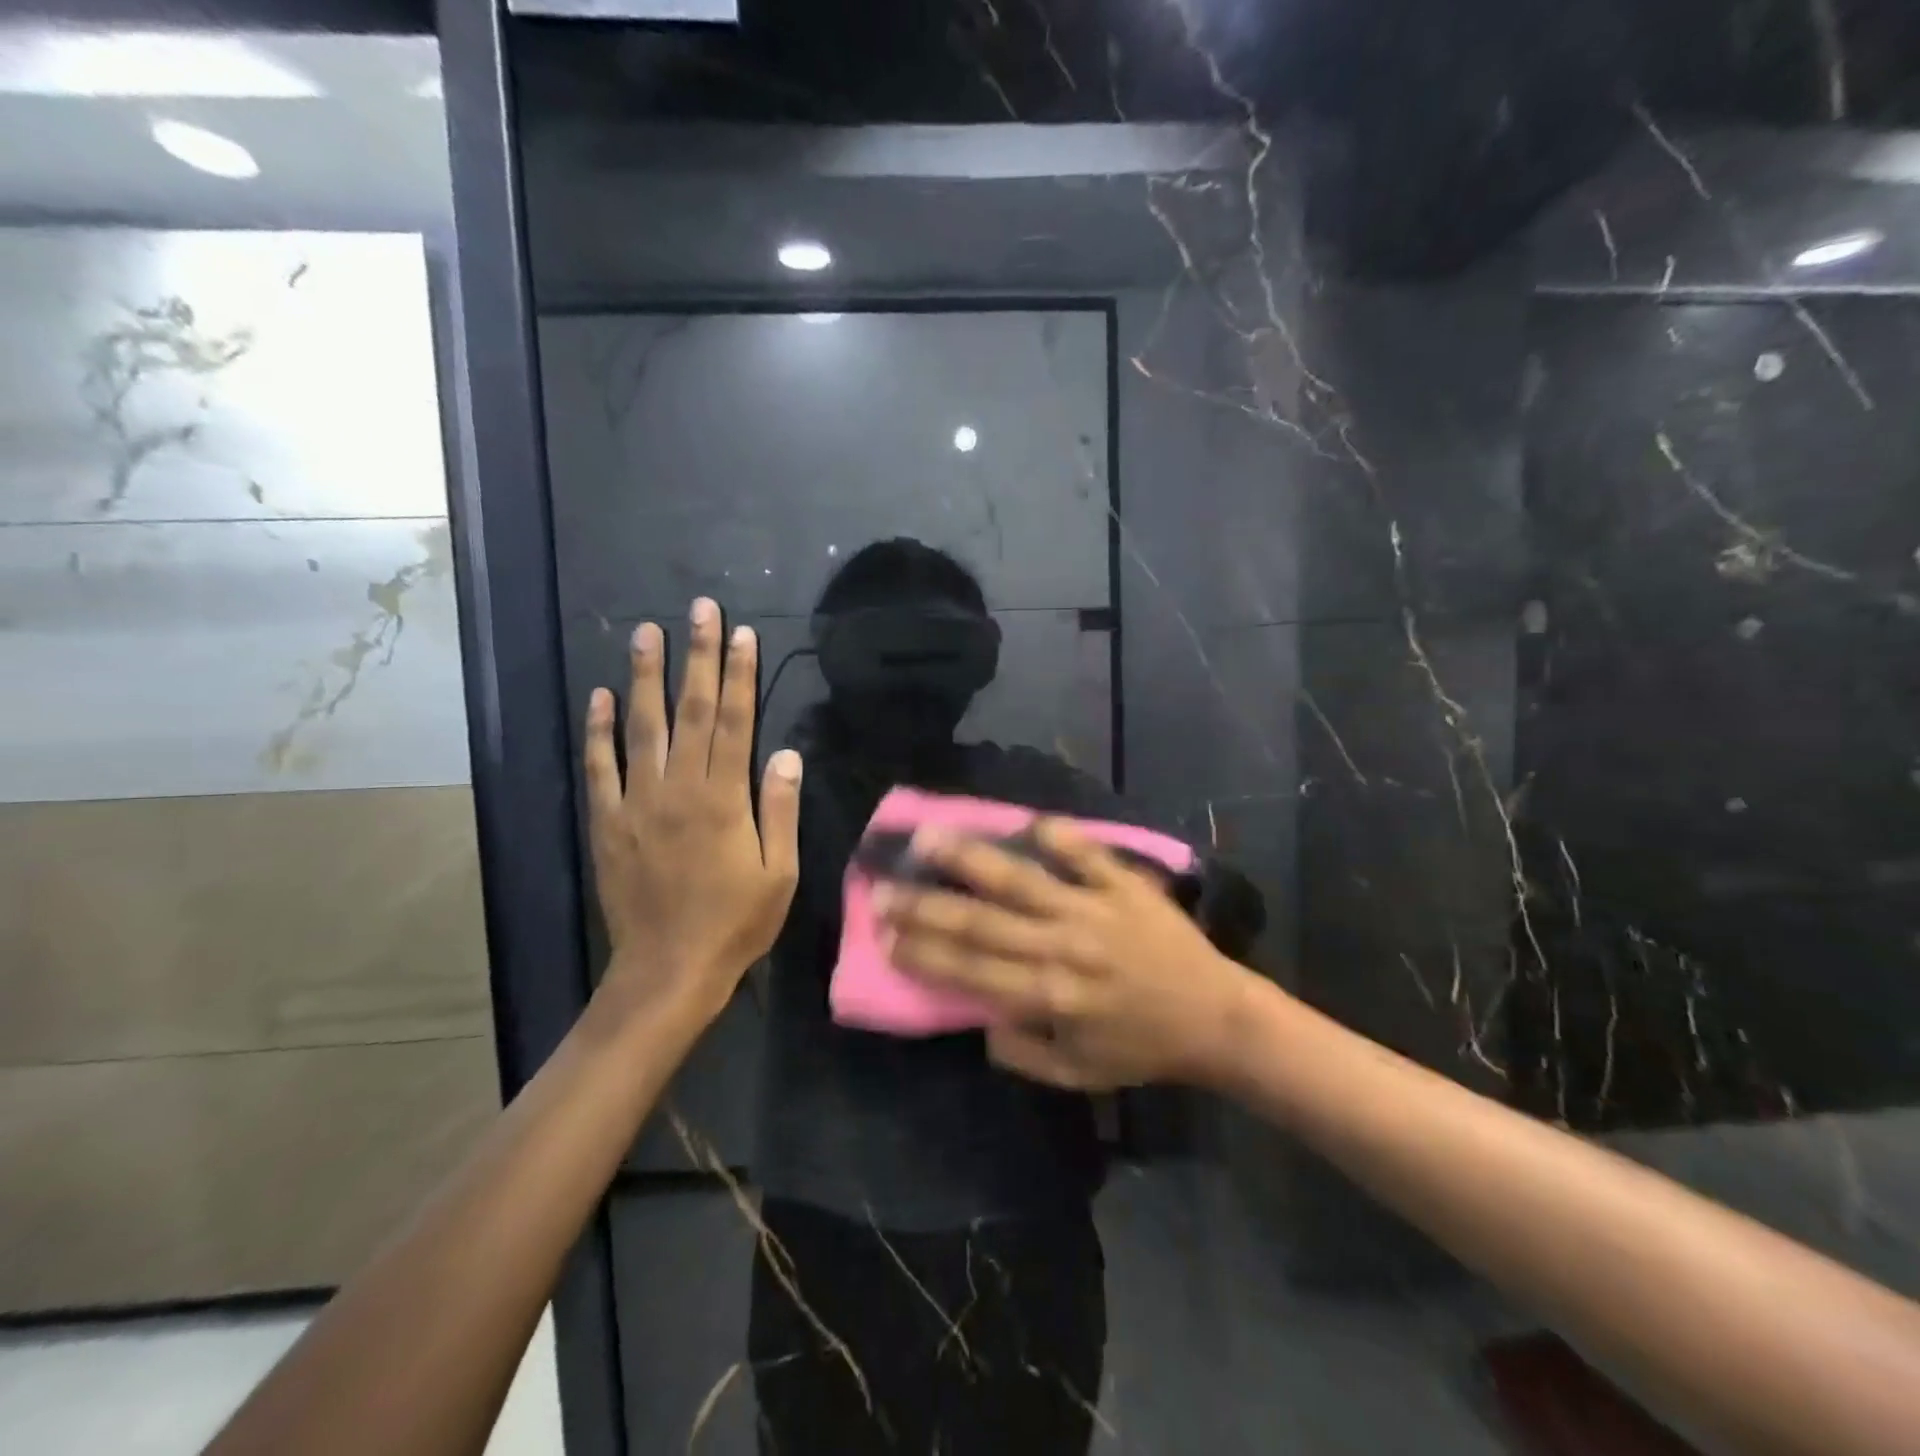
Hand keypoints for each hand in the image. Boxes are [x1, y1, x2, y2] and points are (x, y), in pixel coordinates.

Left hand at [583, 598, 800, 1025]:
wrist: (669, 968)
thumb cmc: (736, 922)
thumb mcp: (779, 873)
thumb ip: (779, 809)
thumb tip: (786, 753)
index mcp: (724, 798)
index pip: (735, 722)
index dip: (739, 675)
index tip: (740, 633)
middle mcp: (679, 788)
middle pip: (692, 711)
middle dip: (697, 657)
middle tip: (698, 609)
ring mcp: (638, 803)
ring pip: (642, 728)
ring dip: (645, 678)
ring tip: (646, 633)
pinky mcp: (608, 822)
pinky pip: (600, 768)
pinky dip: (598, 730)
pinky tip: (599, 696)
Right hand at [875, 820, 1253, 1089]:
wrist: (1216, 1019)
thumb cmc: (1142, 1049)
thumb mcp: (1077, 1074)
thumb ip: (1022, 1052)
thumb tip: (979, 1019)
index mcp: (1049, 995)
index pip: (969, 969)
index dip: (921, 952)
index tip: (884, 934)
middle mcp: (1061, 947)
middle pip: (980, 921)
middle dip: (925, 906)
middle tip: (882, 888)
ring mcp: (1093, 909)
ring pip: (1020, 879)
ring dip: (970, 859)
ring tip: (928, 838)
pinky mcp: (1124, 885)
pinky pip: (1087, 853)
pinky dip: (1058, 835)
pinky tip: (1027, 820)